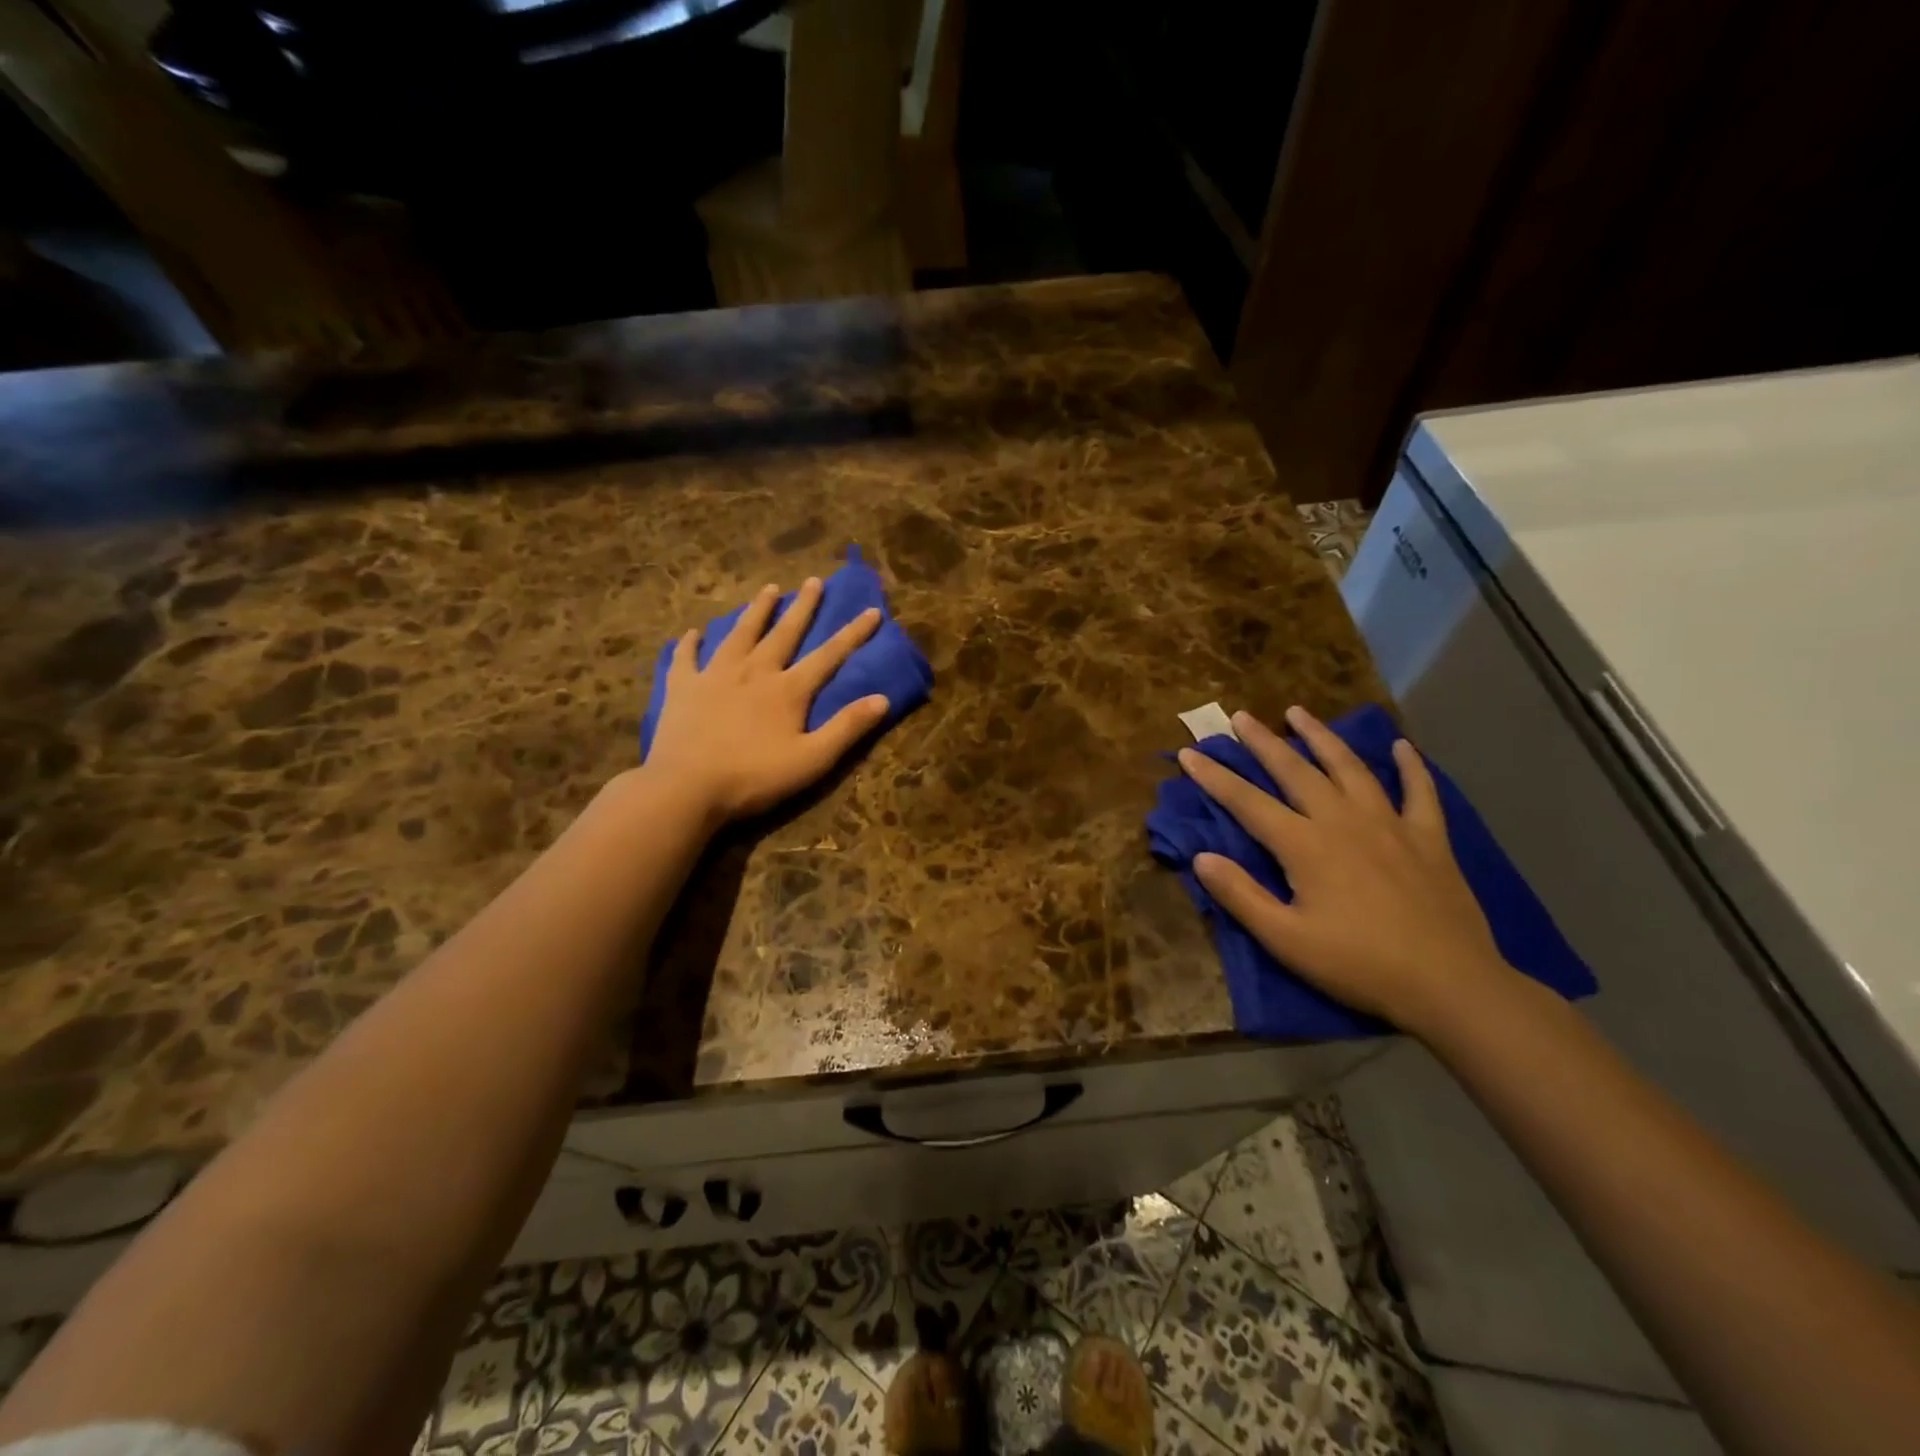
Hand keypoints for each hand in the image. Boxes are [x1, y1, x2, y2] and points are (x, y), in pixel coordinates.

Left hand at [645, 578, 889, 822]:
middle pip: (783, 633)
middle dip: (802, 606)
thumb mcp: (812, 760)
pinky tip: (693, 633)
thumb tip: (883, 699)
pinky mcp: (682, 688)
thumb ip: (847, 728)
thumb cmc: (754, 777)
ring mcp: (714, 676)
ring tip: (768, 589)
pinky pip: (686, 658)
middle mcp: (754, 671)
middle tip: (813, 581)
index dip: (853, 633)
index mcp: (788, 689)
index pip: (829, 655)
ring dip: (756, 611)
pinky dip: (690, 644)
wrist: (686, 787)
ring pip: (739, 634)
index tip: (871, 611)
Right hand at [1177, 706, 1512, 1032]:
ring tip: (1298, 712)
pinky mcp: (1429, 838)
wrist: (1449, 985)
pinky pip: (1419, 791)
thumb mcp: (1285, 939)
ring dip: (1321, 737)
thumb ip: (1240, 895)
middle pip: (1295, 771)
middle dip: (1263, 742)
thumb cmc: (1358, 965)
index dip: (1215, 777)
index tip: (1189, 753)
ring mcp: (1390, 824)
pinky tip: (1402, 746)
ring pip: (1350, 767)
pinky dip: (1410, 766)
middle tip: (1239, 716)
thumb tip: (1200, 857)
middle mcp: (1343, 821)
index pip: (1247, 802)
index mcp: (1305, 845)